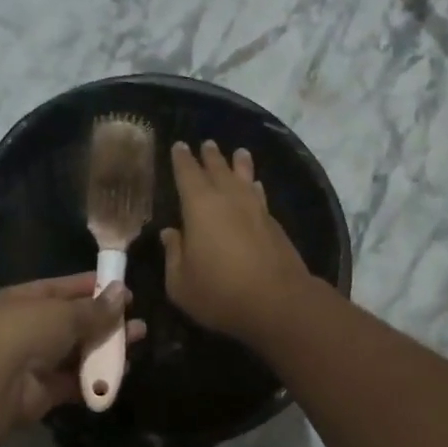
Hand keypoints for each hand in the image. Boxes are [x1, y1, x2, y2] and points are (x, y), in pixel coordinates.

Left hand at [0, 274, 146, 422]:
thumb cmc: (26, 332)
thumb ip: (95, 308)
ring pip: (78, 351)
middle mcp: (27, 327)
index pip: (63, 288)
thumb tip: (122, 293)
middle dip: (106, 320)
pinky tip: (122, 371)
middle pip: (73, 321)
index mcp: (23, 299)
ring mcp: (35, 360)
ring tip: (138, 341)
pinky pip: (75, 380)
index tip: (123, 290)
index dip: (93, 288)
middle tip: (137, 320)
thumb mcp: (64, 312)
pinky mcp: (44, 389)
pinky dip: (97, 376)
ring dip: (107, 347)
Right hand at [162, 140, 312, 346]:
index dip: (182, 159)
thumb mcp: (180, 282)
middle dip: (210, 156)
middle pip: (218, 170)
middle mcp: (229, 199)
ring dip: (239, 164)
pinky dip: (255, 187)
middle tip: (207, 143)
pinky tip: (256, 186)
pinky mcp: (274, 225)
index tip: (179, 146)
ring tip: (239, 152)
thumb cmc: (219, 292)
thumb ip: (173, 254)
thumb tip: (170, 233)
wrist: (277, 302)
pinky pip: (260, 195)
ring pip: (244, 178)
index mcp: (199, 207)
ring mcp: (256, 210)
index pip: (187, 174)